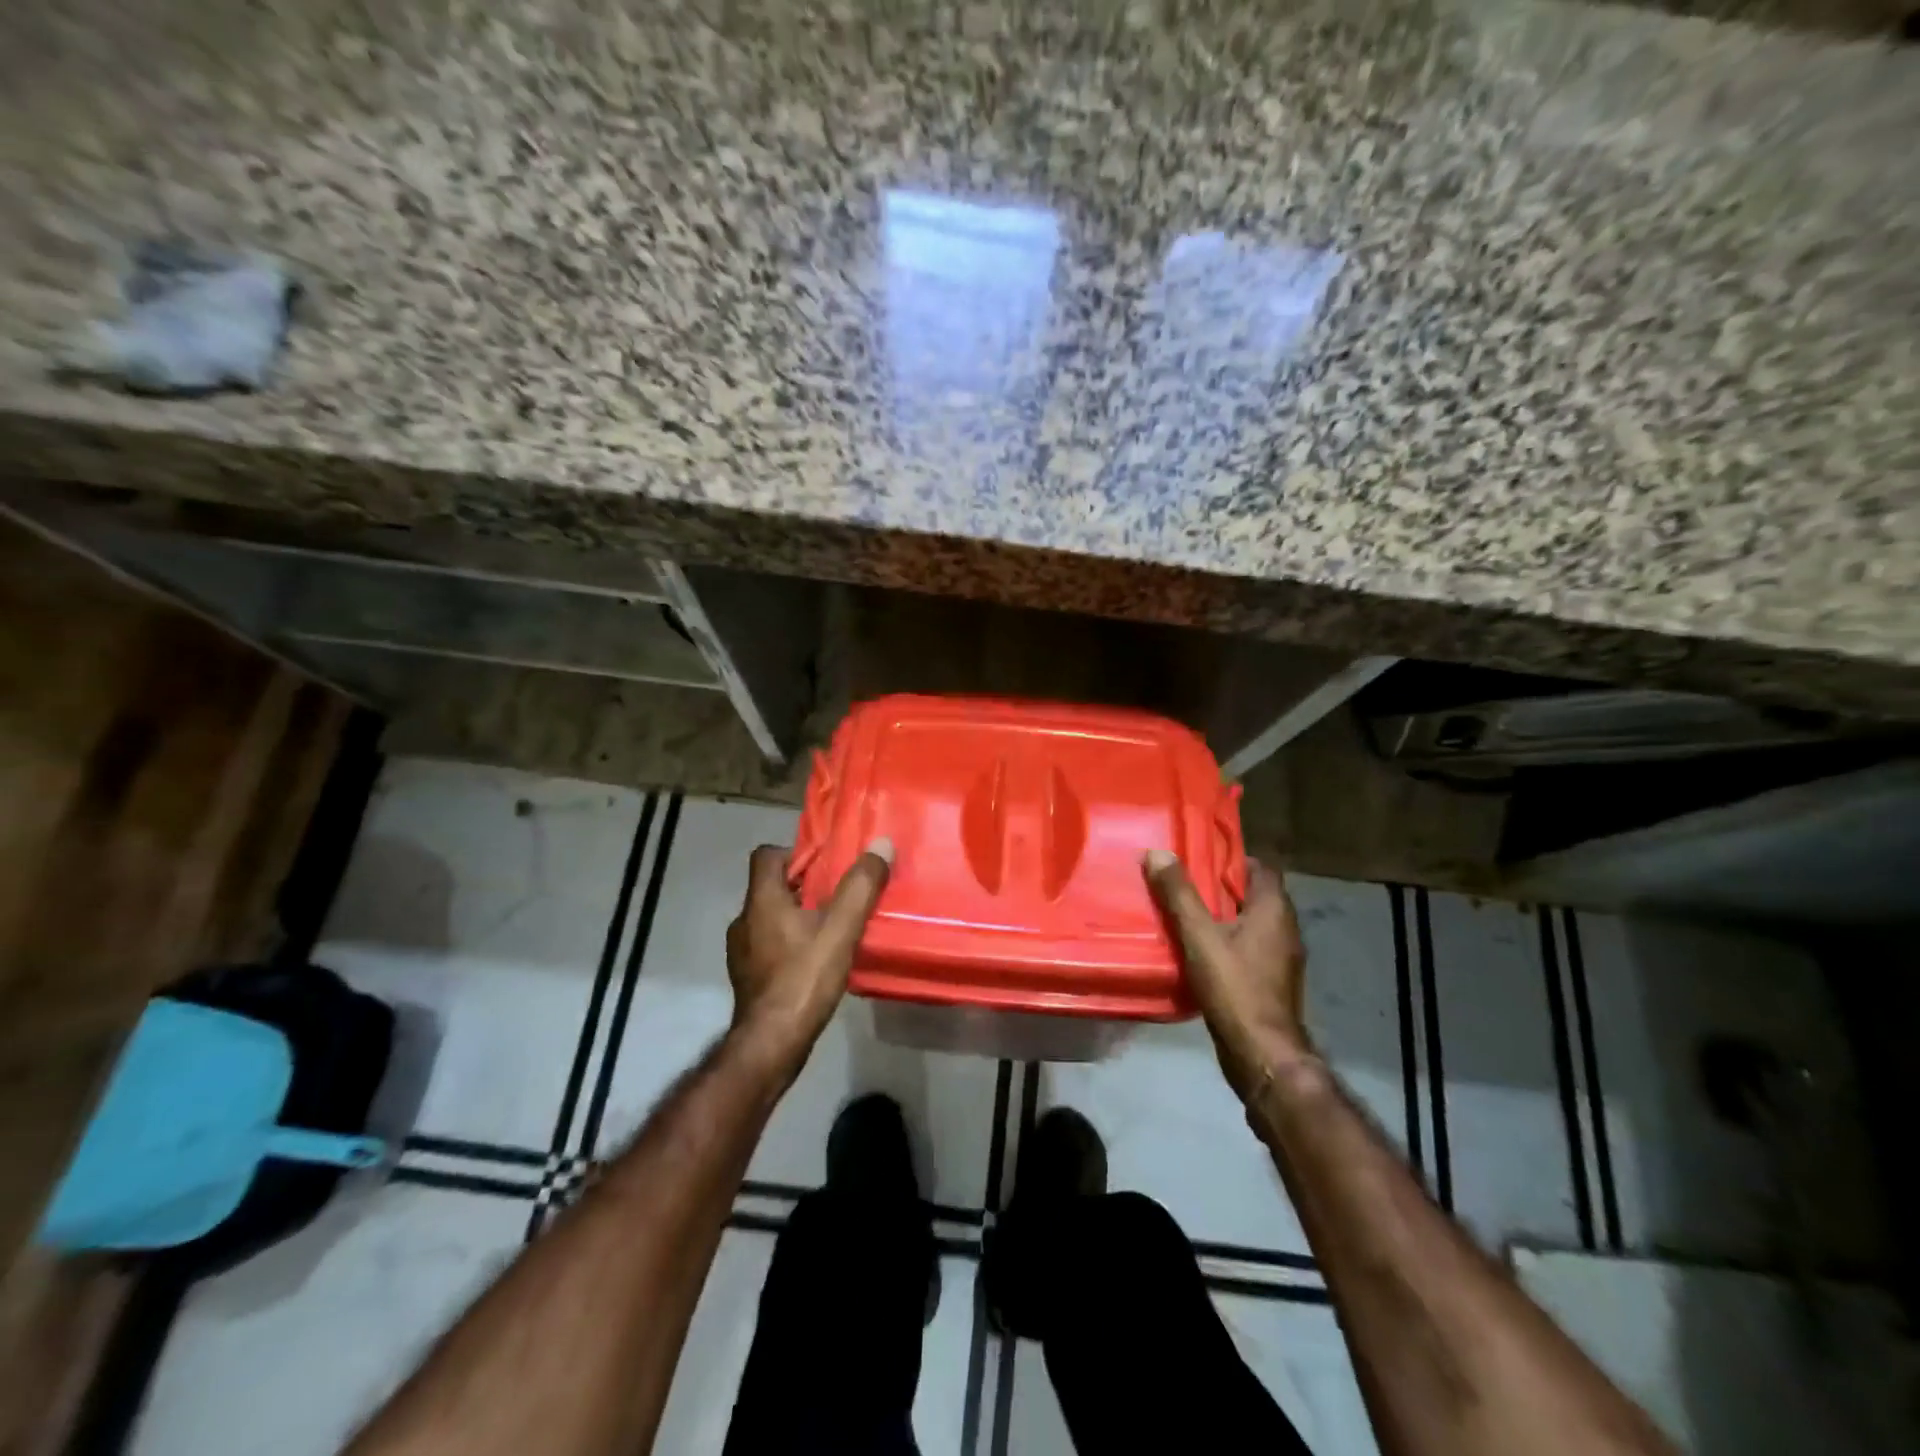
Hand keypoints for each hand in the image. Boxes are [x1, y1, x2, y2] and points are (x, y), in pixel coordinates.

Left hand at [726, 838, 893, 1060]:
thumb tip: (881, 845)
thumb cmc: (803, 979)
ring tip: (832, 928)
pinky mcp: (748, 977)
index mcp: (762, 900)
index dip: (795, 853)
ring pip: (771, 917)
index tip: (825, 865)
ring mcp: (742, 951)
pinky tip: (816, 961)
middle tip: (839, 895)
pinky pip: (769, 945)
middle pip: (772, 886)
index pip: (766, 855)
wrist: (771, 1044)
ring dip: (798, 916)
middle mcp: (744, 920)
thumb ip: (861, 887)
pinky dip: (791, 943)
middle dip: (805, 886)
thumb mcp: (841, 930)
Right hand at [1144, 850, 1311, 1100]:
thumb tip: (1157, 853)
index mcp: (1274, 910)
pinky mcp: (1269, 982)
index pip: (1260, 868)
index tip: (1197, 857)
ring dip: (1219, 917)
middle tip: (1181, 883)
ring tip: (1181, 914)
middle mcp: (1284, 929)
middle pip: (1252, 896)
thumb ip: (1178, 894)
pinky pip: (1245, 949)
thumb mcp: (1199, 936)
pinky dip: (1224, 943)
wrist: (1260, 1053)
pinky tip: (1195, 950)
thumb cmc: (1234, 986)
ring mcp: (1280, 959)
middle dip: (1218, 888)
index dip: (1231, 859)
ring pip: (1248, 924)